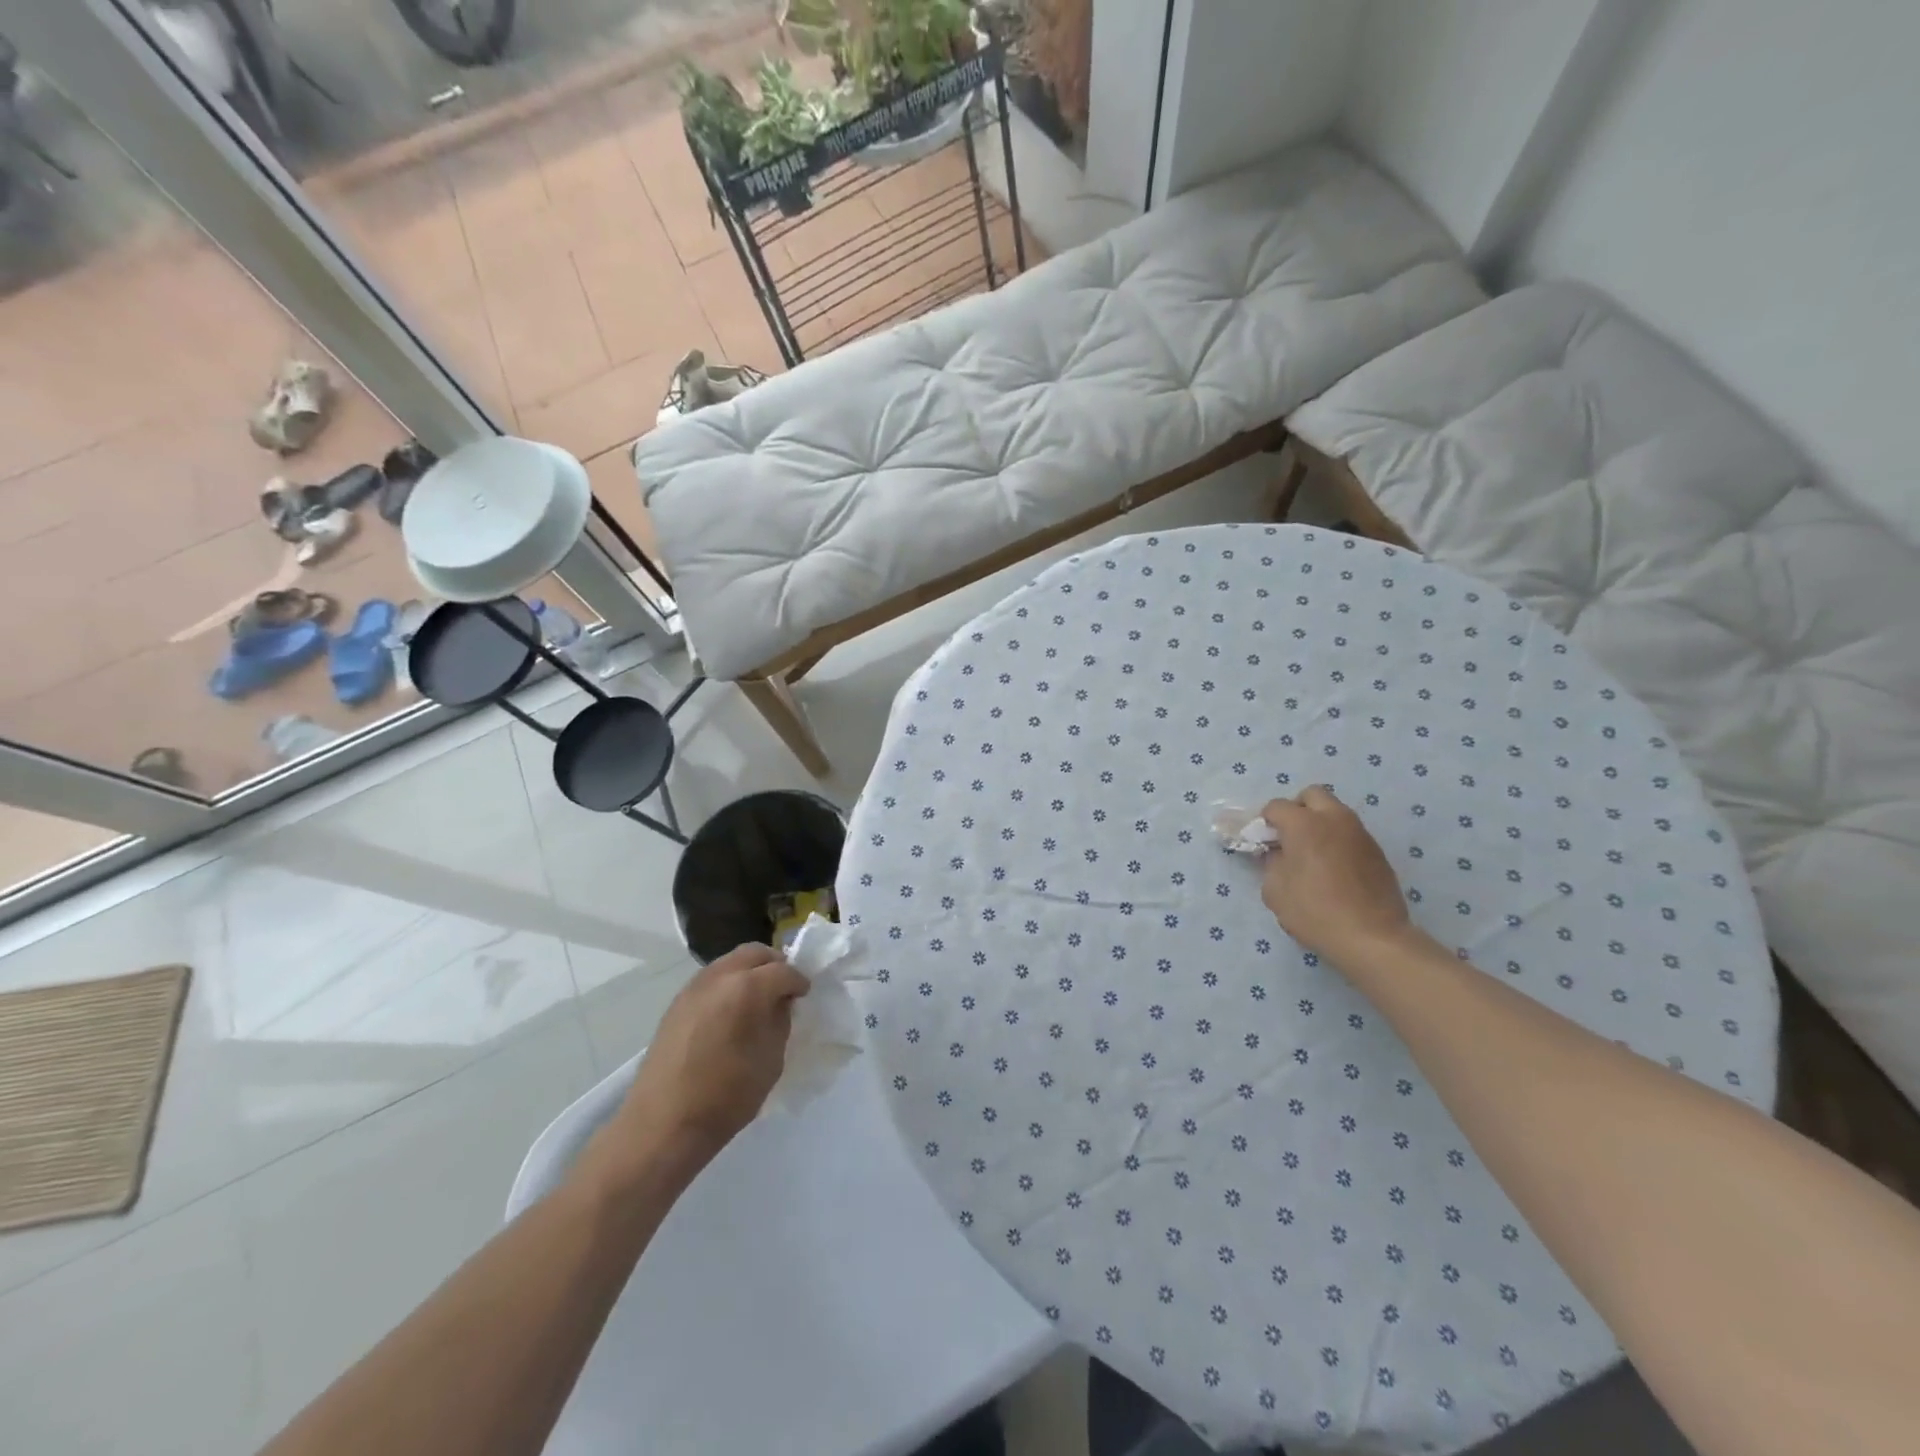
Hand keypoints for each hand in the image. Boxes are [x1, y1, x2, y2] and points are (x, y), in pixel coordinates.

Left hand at [589, 945, 809, 1185]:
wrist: (662, 1125)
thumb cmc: (726, 1097)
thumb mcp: (771, 1061)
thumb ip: (780, 1022)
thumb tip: (780, 1003)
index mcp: (747, 988)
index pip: (783, 971)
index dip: (798, 982)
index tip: (804, 996)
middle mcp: (719, 977)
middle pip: (754, 953)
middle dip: (774, 965)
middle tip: (783, 989)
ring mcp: (693, 987)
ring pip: (730, 962)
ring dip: (749, 972)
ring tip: (757, 1000)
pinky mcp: (676, 1003)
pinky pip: (711, 979)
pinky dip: (728, 984)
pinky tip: (730, 1012)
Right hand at [1259, 787, 1416, 969]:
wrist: (1373, 938)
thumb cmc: (1315, 912)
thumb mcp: (1275, 890)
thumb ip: (1270, 863)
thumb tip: (1278, 853)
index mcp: (1305, 824)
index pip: (1276, 807)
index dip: (1264, 822)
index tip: (1262, 842)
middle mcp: (1334, 819)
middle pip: (1312, 795)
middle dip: (1297, 809)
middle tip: (1290, 836)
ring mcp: (1360, 833)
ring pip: (1335, 812)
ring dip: (1319, 823)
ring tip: (1312, 854)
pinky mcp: (1377, 851)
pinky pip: (1350, 833)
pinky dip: (1337, 840)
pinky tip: (1333, 869)